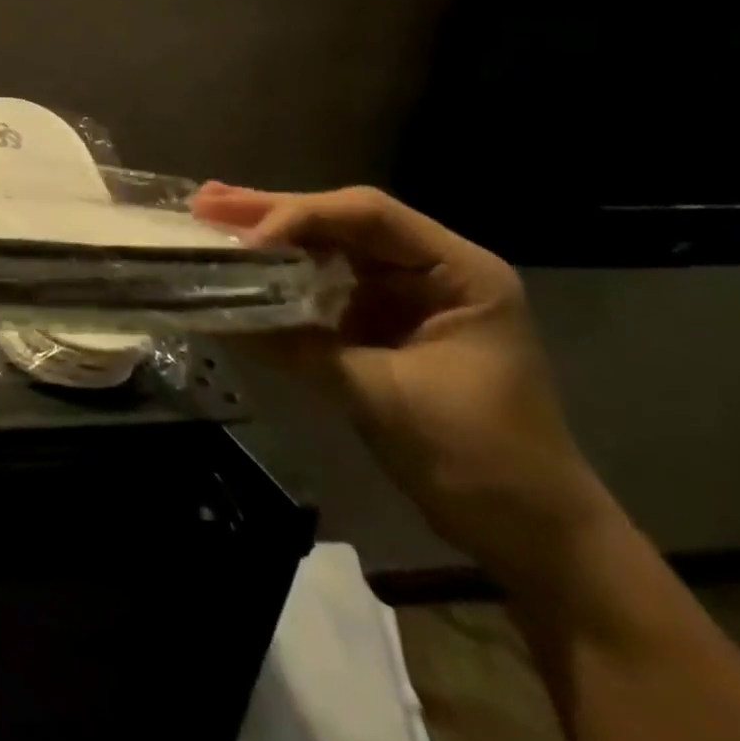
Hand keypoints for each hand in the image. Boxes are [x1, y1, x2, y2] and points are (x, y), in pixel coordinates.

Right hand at [192, 182, 606, 583]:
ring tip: (209, 213)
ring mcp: (404, 294)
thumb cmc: (480, 461)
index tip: (246, 241)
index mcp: (458, 272)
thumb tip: (221, 312)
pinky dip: (280, 269)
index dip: (302, 217)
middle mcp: (430, 268)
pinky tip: (240, 258)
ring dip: (270, 232)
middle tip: (206, 202)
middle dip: (273, 212)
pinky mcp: (380, 321)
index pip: (369, 217)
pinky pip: (324, 282)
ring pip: (328, 246)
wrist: (533, 538)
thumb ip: (300, 347)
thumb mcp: (384, 398)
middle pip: (342, 221)